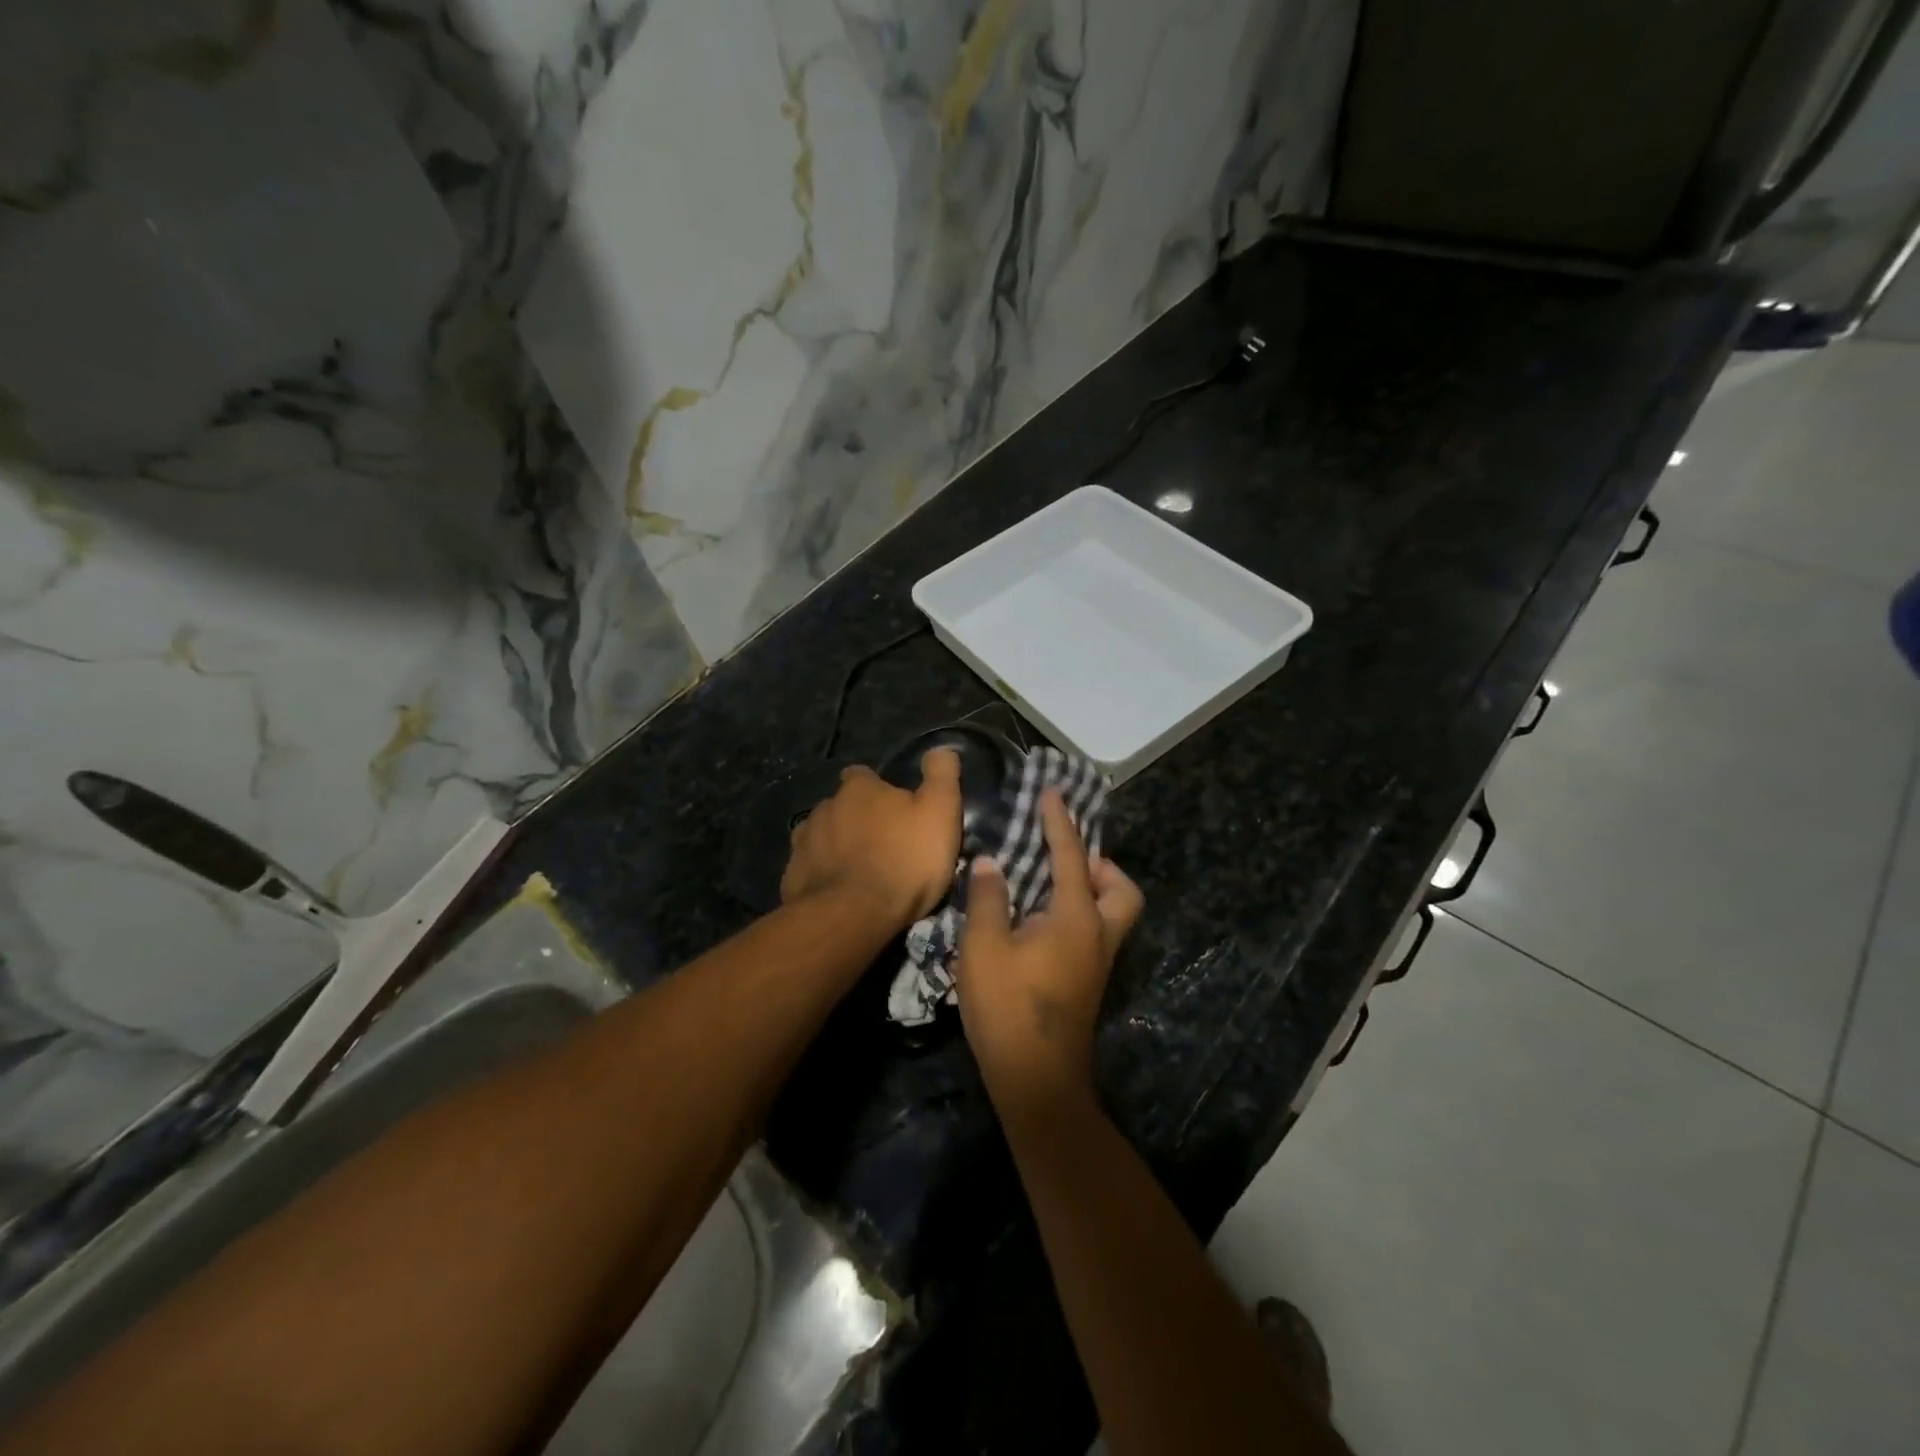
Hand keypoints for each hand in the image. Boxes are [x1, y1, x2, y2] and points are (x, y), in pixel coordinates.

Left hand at [781, 749, 963, 923]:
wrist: (852, 916)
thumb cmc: (904, 860)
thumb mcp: (939, 813)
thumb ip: (941, 776)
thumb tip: (941, 748)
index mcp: (858, 789)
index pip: (862, 775)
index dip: (877, 789)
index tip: (893, 809)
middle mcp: (824, 807)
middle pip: (841, 806)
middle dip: (856, 820)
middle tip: (881, 845)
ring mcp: (803, 842)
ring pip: (822, 836)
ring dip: (837, 847)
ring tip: (858, 871)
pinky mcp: (792, 876)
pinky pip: (810, 869)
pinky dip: (823, 876)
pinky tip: (838, 893)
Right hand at [956, 789, 1143, 1116]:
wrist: (1036, 1080)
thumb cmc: (1007, 1008)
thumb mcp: (983, 948)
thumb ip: (988, 898)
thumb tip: (990, 861)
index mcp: (1075, 918)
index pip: (1070, 856)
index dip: (1059, 821)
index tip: (1052, 793)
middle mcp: (1098, 935)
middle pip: (1122, 889)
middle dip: (1100, 865)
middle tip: (1065, 857)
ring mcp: (1098, 962)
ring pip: (1115, 913)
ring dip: (1094, 889)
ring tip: (1051, 884)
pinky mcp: (1089, 981)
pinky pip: (1099, 930)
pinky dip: (1083, 911)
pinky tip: (1043, 918)